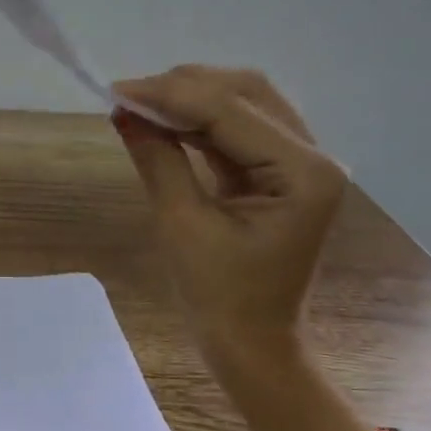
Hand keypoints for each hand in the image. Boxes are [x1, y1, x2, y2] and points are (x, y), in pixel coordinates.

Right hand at [110, 66, 345, 370]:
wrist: (251, 343)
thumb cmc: (219, 297)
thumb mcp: (181, 225)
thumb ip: (158, 160)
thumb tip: (124, 112)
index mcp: (303, 173)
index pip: (230, 111)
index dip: (169, 95)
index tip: (115, 90)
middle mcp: (315, 156)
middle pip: (247, 93)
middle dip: (184, 87)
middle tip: (128, 96)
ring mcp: (303, 163)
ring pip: (245, 104)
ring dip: (191, 100)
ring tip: (140, 105)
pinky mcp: (284, 173)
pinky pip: (240, 131)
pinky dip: (201, 122)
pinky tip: (164, 123)